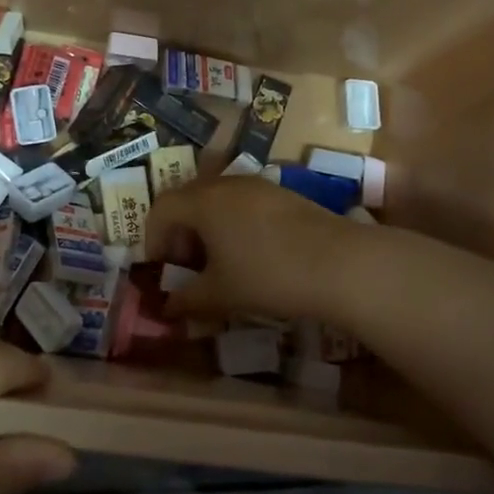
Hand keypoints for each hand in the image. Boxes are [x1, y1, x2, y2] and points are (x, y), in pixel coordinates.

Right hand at [144, 176, 360, 324]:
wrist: (340, 264)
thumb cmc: (268, 275)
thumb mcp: (221, 294)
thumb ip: (187, 299)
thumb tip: (168, 308)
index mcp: (202, 202)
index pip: (161, 208)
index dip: (153, 237)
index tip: (160, 268)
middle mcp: (225, 184)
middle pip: (187, 199)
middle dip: (179, 231)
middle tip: (186, 265)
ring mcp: (257, 185)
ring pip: (216, 199)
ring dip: (207, 227)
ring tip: (218, 262)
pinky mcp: (282, 194)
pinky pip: (242, 202)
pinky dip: (233, 223)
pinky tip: (250, 254)